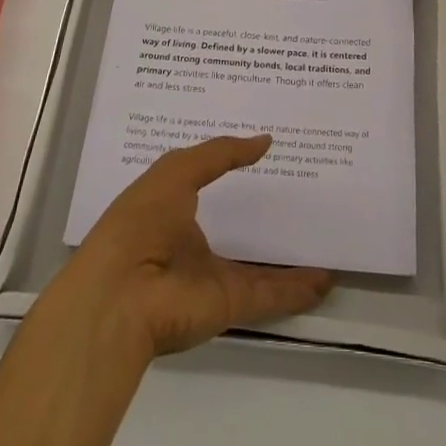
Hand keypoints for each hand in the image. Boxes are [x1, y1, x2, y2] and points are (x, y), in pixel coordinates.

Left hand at [53, 135, 332, 358]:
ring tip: (322, 241)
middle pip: (235, 228)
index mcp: (171, 208)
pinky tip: (326, 279)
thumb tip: (264, 141)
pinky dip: (297, 290)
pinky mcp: (228, 305)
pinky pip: (270, 294)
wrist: (120, 296)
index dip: (231, 168)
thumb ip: (220, 153)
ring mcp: (211, 277)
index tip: (264, 152)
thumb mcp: (177, 171)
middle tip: (301, 194)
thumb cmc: (141, 221)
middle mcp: (191, 243)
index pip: (206, 184)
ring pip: (258, 266)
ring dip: (288, 260)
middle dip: (261, 216)